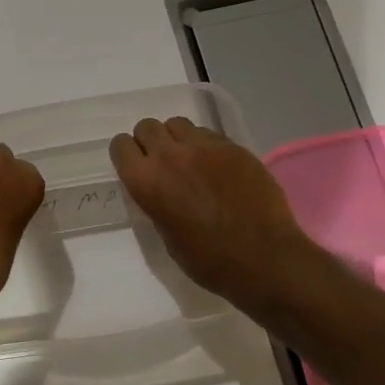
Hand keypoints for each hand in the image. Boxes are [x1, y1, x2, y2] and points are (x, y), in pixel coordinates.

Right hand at [110, 116, 327, 311]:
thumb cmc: (208, 260)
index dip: (126, 155)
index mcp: (146, 181)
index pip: (120, 146)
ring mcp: (204, 147)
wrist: (263, 259)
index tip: (136, 166)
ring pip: (177, 124)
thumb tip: (159, 188)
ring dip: (177, 139)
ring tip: (190, 160)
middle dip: (150, 141)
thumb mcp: (166, 234)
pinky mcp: (233, 147)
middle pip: (147, 127)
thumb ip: (155, 201)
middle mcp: (170, 156)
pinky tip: (218, 168)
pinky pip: (208, 134)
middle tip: (164, 163)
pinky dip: (205, 145)